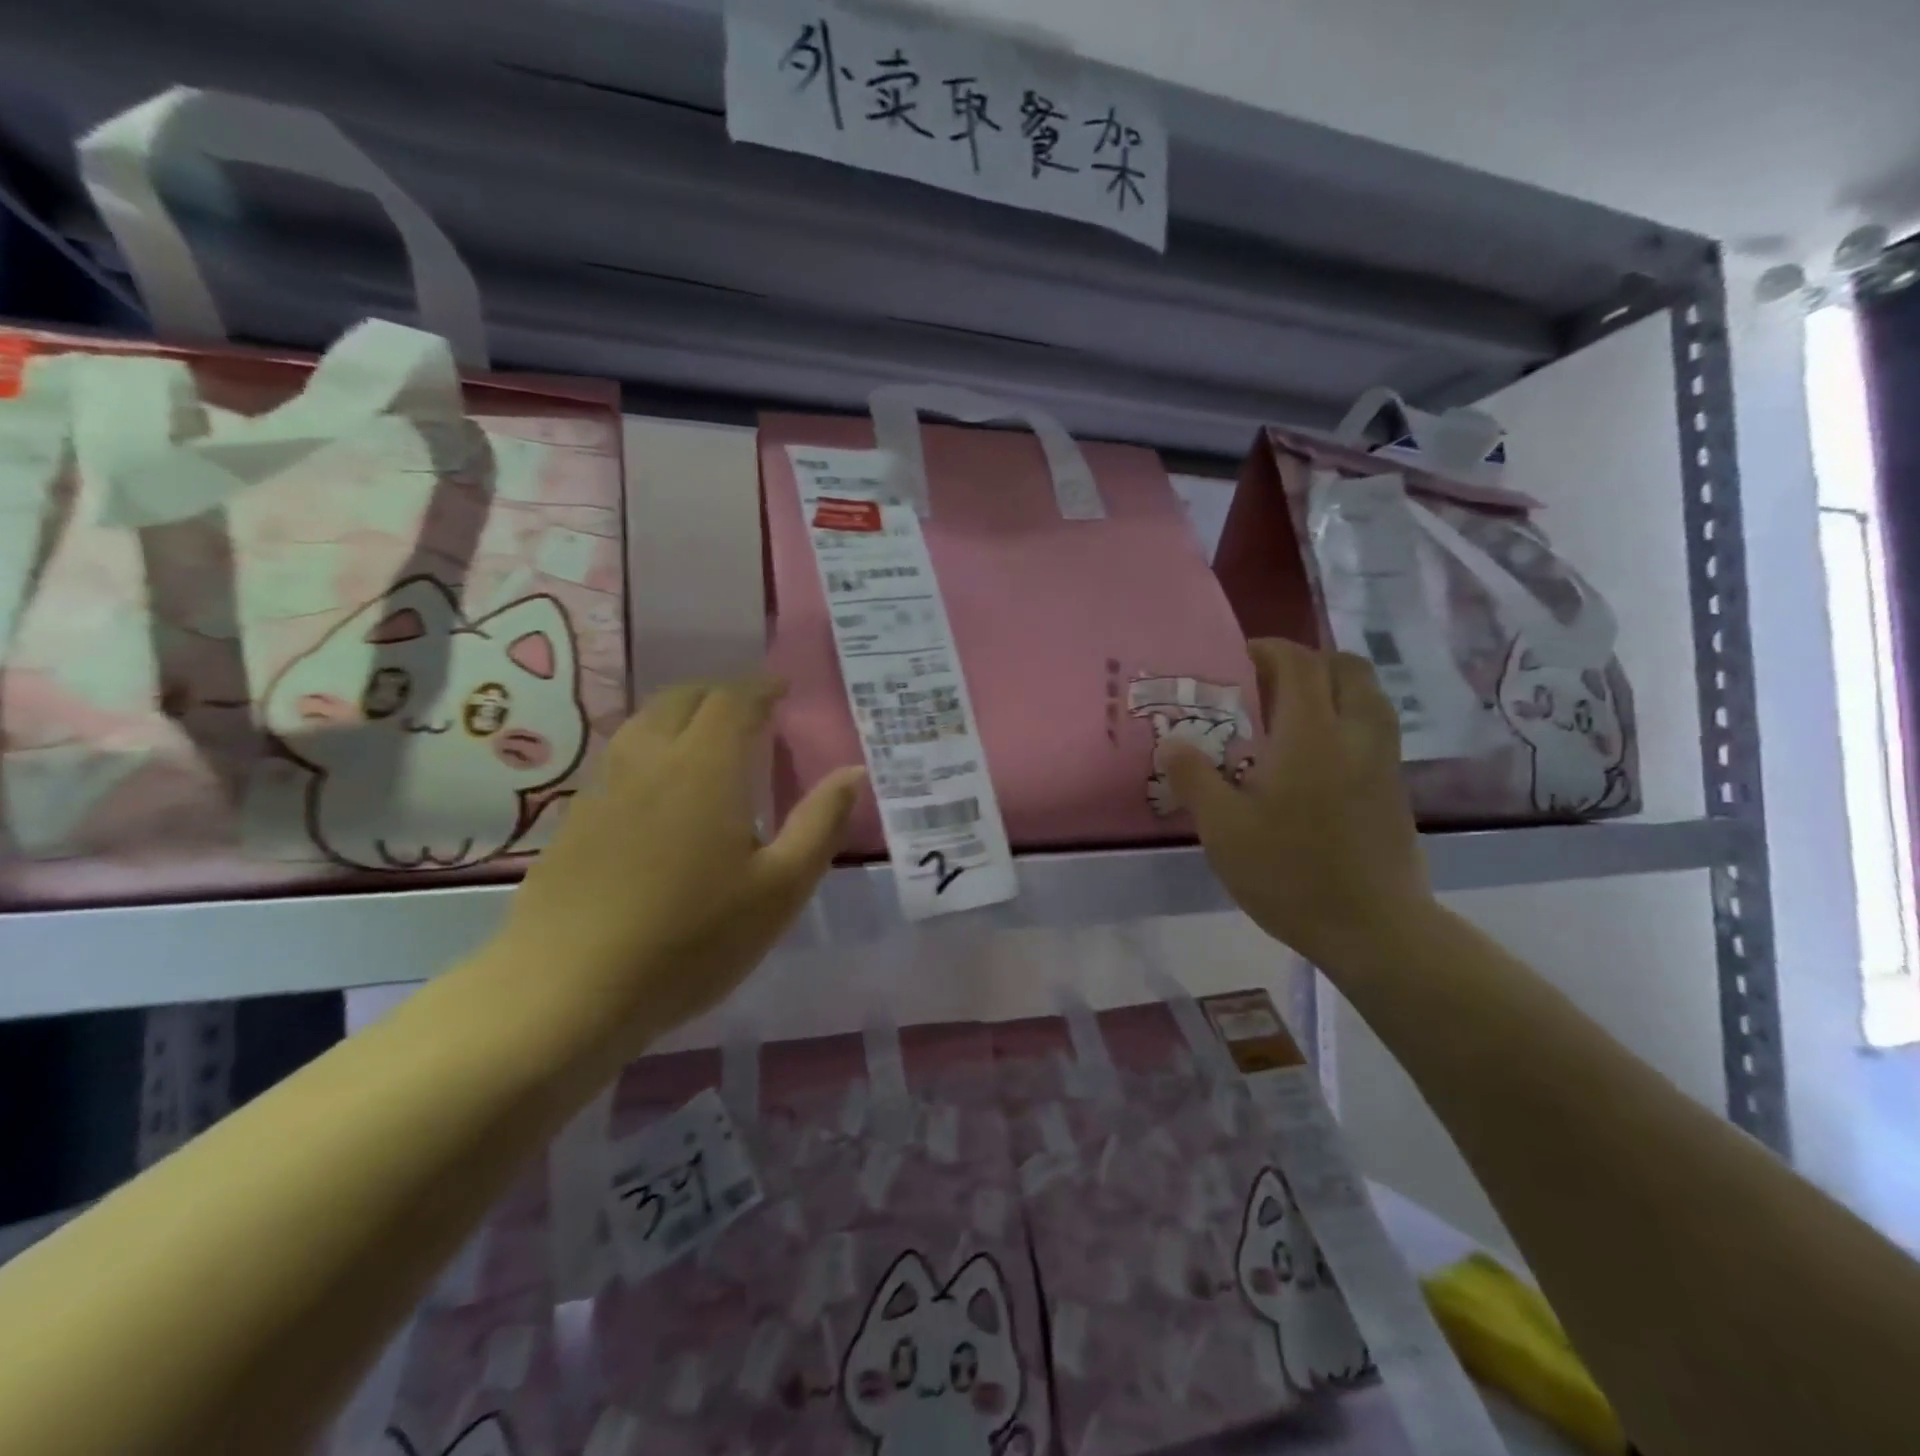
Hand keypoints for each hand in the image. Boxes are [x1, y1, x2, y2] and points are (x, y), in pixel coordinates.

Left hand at [487, 676, 864, 1060]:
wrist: (567, 991)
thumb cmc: (691, 940)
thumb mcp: (779, 889)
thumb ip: (820, 824)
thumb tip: (854, 771)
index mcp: (704, 768)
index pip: (733, 700)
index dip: (761, 687)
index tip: (782, 689)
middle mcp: (650, 761)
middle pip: (682, 699)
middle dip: (721, 693)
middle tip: (750, 710)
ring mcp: (605, 789)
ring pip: (643, 724)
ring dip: (680, 714)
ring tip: (706, 737)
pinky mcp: (575, 821)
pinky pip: (620, 759)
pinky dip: (651, 749)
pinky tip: (659, 789)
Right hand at [1159, 639, 1430, 967]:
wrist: (1373, 929)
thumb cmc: (1290, 874)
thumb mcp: (1224, 829)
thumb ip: (1195, 778)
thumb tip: (1171, 741)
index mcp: (1311, 736)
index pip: (1299, 663)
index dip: (1268, 649)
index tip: (1237, 660)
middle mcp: (1355, 735)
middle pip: (1346, 667)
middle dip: (1306, 662)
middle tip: (1266, 685)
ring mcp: (1383, 761)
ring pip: (1368, 695)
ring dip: (1331, 687)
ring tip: (1290, 715)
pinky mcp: (1394, 787)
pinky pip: (1373, 727)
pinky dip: (1345, 718)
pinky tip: (1313, 757)